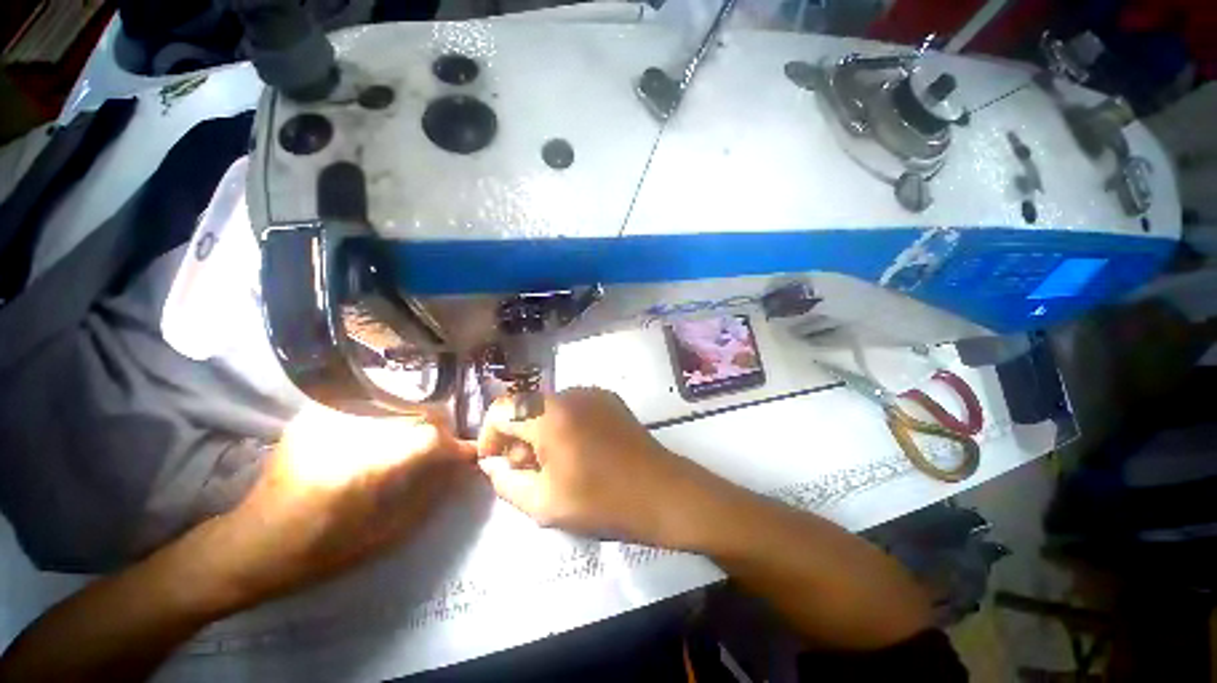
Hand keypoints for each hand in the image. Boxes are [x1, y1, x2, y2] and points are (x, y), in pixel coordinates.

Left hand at [202, 404, 476, 608]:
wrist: (253, 543)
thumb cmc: (321, 550)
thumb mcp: (385, 535)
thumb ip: (430, 496)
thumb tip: (461, 468)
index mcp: (362, 467)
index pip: (428, 438)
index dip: (455, 444)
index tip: (469, 454)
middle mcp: (347, 432)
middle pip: (417, 413)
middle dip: (439, 431)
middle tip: (443, 451)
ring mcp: (328, 417)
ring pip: (400, 403)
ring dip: (418, 421)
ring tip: (417, 444)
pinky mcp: (317, 413)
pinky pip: (373, 403)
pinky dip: (391, 415)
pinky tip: (387, 435)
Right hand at [476, 388, 713, 544]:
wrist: (662, 492)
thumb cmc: (601, 501)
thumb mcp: (543, 503)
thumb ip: (505, 481)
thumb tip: (493, 463)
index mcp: (550, 415)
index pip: (501, 408)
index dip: (490, 435)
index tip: (497, 463)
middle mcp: (570, 394)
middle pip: (526, 407)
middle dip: (517, 437)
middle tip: (528, 471)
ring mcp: (592, 393)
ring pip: (548, 406)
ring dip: (540, 431)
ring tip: (555, 464)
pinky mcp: (608, 399)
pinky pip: (572, 406)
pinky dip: (563, 424)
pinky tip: (579, 451)